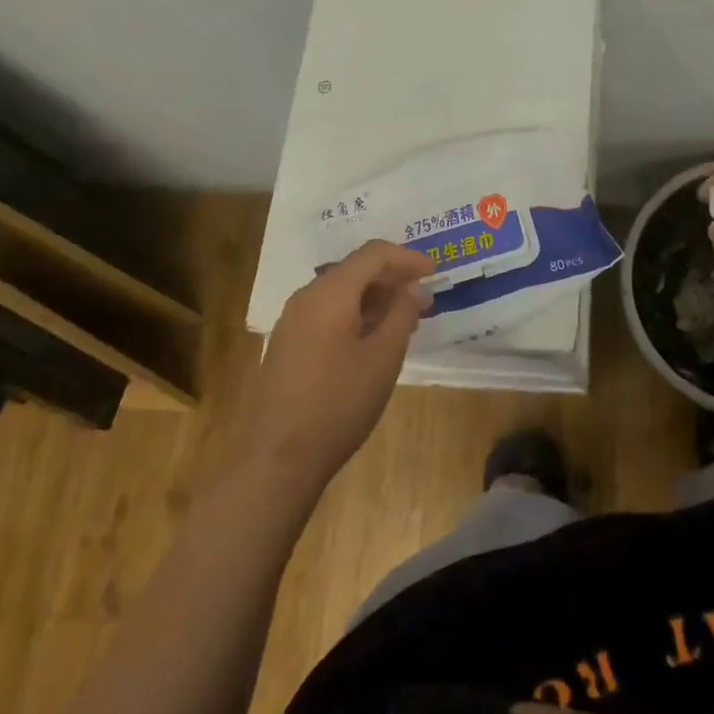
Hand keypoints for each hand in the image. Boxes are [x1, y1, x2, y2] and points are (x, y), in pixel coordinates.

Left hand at [238, 241, 434, 490]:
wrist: (278, 459)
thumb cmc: (339, 403)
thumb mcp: (383, 357)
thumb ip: (402, 314)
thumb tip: (412, 288)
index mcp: (330, 293)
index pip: (373, 254)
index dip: (407, 258)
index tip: (435, 273)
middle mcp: (306, 297)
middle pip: (355, 270)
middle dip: (392, 279)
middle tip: (424, 300)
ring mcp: (292, 321)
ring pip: (341, 292)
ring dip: (375, 299)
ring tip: (405, 321)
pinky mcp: (288, 344)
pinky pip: (328, 313)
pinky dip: (356, 315)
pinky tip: (374, 340)